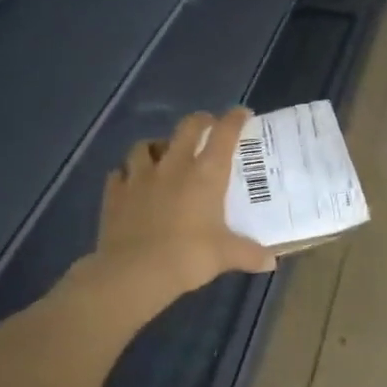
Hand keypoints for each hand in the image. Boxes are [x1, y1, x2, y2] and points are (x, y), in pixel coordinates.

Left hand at [86, 108, 276, 308]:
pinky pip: (119, 173)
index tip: (242, 114)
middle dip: (200, 121)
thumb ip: (250, 254)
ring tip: (163, 154)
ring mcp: (139, 177)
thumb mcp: (226, 256)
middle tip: (207, 126)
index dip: (234, 119)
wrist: (134, 272)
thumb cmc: (189, 257)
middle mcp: (173, 166)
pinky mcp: (115, 193)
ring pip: (146, 145)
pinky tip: (132, 183)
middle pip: (186, 128)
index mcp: (205, 175)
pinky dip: (128, 174)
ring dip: (157, 145)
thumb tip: (271, 261)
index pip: (224, 134)